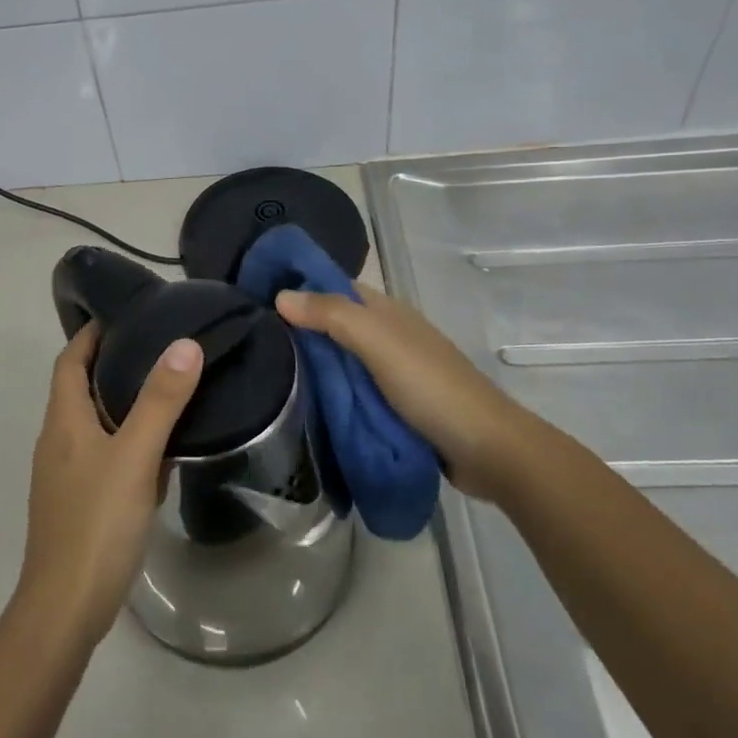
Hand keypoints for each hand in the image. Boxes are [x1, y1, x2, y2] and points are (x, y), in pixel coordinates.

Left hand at [13, 323, 203, 648]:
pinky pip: (103, 457)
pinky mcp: (77, 503)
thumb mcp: (134, 456)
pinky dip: (126, 443)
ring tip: (164, 391)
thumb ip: (160, 401)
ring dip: (120, 404)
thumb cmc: (96, 523)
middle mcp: (57, 441)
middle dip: (111, 364)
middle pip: (79, 389)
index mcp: (63, 421)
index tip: (124, 315)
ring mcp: (64, 475)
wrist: (65, 608)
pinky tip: (158, 455)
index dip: (90, 334)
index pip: (69, 360)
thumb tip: (184, 344)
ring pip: (92, 424)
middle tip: (156, 347)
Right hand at [274, 284, 535, 500]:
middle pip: (333, 324)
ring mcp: (391, 372)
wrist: (488, 450)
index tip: (254, 299)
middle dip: (297, 329)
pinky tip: (300, 402)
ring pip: (340, 360)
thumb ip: (331, 316)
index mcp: (385, 312)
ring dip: (311, 364)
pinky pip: (351, 391)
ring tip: (264, 373)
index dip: (298, 287)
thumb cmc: (431, 386)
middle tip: (250, 342)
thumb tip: (280, 295)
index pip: (332, 287)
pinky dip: (329, 393)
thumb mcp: (378, 343)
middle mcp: (386, 335)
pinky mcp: (393, 405)